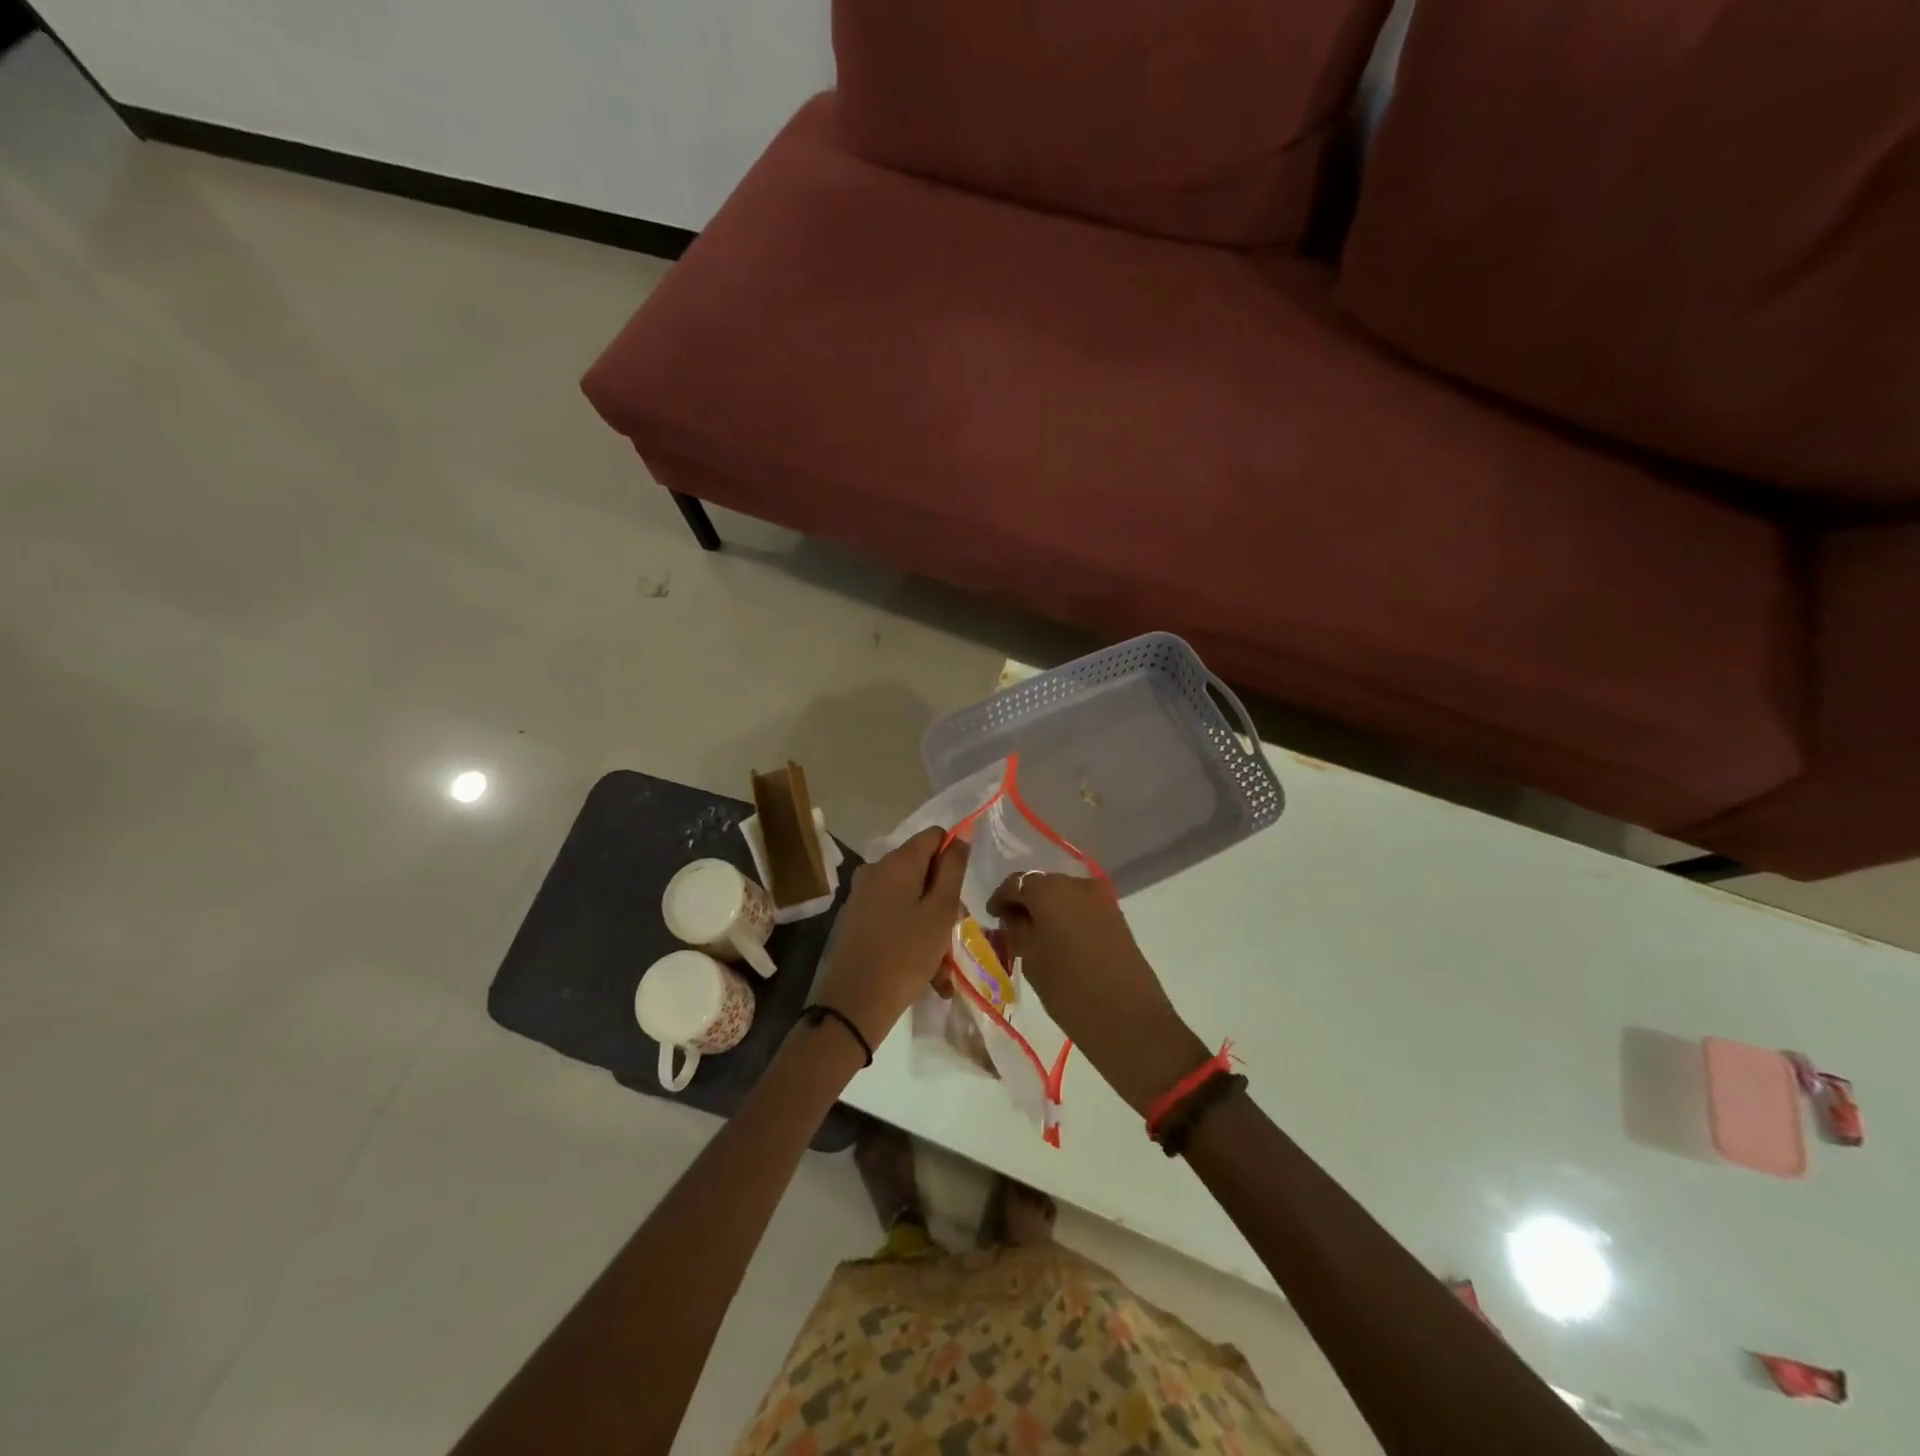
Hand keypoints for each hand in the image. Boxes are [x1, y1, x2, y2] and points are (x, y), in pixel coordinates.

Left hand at [809, 827, 967, 1051]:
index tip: (960, 894)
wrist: (854, 1004)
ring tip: (941, 964)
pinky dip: (910, 933)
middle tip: (953, 932)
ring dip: (929, 922)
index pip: (934, 835)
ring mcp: (862, 894)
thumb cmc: (906, 954)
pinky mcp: (855, 918)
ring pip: (909, 896)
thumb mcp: (941, 910)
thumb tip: (961, 834)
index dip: (953, 858)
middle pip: (921, 868)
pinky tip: (923, 969)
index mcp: (897, 861)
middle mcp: (875, 869)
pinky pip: (893, 915)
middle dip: (942, 897)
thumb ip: (953, 868)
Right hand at [988, 873, 1208, 1114]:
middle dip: (1025, 902)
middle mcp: (1077, 883)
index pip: (1015, 883)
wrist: (1129, 1019)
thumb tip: (1012, 917)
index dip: (1001, 899)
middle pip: (1042, 884)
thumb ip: (1017, 930)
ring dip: (1047, 910)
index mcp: (1050, 889)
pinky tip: (1058, 940)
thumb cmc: (1069, 990)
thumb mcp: (1031, 960)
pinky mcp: (1117, 915)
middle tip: (1011, 927)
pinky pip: (1082, 907)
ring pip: (1064, 895)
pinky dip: (1067, 917)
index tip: (991, 917)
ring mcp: (1102, 898)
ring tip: (1034, 936)